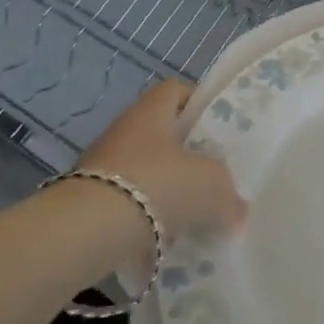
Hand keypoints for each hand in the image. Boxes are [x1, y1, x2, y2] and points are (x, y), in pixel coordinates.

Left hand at [77, 79, 245, 234]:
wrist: (90, 228)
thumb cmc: (160, 184)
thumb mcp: (211, 184)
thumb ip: (229, 193)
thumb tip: (238, 209)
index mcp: (152, 111)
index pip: (176, 90)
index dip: (197, 103)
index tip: (217, 128)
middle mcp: (123, 129)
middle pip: (159, 131)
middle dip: (183, 151)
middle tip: (209, 172)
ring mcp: (100, 164)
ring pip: (142, 167)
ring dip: (162, 184)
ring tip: (188, 209)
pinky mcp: (86, 198)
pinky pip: (124, 199)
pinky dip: (142, 212)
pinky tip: (161, 233)